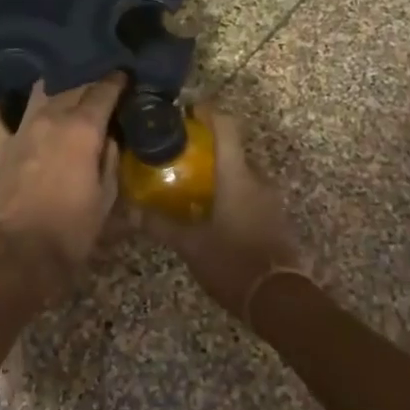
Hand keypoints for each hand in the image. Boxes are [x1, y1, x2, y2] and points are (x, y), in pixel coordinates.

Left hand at [0, 74, 125, 302]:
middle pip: (73, 85)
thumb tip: (109, 136)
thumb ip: (110, 159)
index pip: (103, 90)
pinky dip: (4, 107)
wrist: (18, 254)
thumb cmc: (71, 230)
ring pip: (40, 92)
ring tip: (67, 90)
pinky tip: (11, 107)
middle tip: (102, 88)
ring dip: (56, 87)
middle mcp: (51, 118)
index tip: (125, 77)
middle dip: (90, 82)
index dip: (117, 81)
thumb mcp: (106, 197)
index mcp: (82, 129)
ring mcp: (21, 129)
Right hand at [147, 107, 305, 322]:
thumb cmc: (233, 262)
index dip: (207, 111)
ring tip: (191, 183)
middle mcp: (257, 179)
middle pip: (233, 149)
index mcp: (237, 175)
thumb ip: (160, 225)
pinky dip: (231, 193)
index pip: (226, 126)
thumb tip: (129, 211)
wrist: (280, 300)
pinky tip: (212, 210)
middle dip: (207, 146)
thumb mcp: (190, 245)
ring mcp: (270, 199)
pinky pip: (250, 194)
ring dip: (220, 172)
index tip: (185, 109)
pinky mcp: (275, 218)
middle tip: (179, 153)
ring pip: (242, 173)